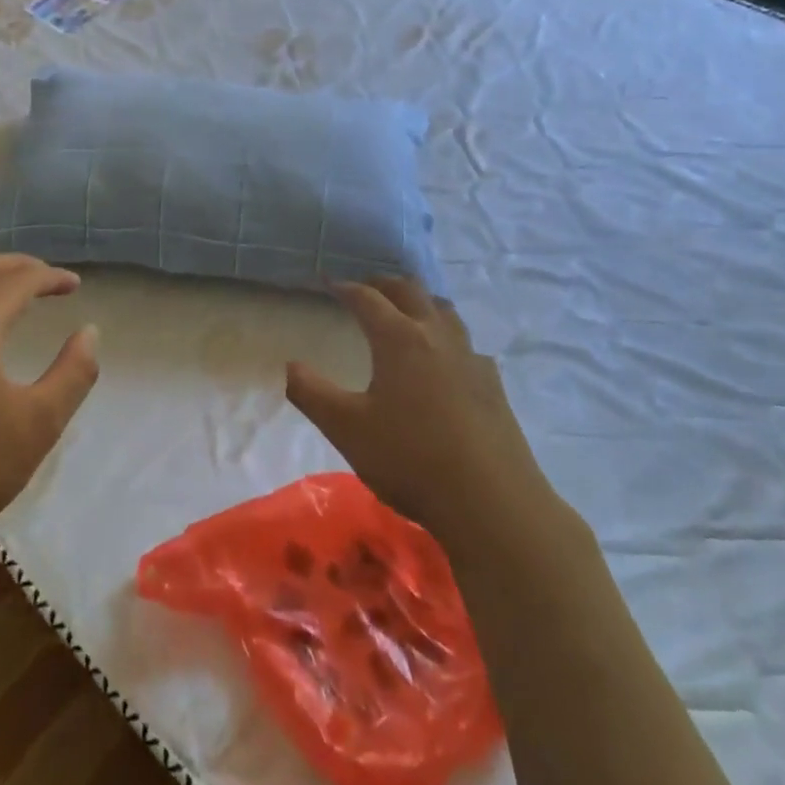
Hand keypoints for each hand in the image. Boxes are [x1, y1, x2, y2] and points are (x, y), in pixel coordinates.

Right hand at [286, 279, 554, 543]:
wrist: (491, 502)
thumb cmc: (409, 459)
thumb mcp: (345, 428)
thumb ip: (311, 393)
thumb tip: (291, 365)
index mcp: (399, 339)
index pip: (368, 299)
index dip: (345, 288)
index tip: (329, 282)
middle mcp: (437, 336)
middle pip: (411, 292)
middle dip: (384, 284)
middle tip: (366, 288)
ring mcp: (471, 358)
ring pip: (444, 311)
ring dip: (420, 303)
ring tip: (406, 312)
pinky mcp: (493, 384)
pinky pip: (466, 344)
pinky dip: (446, 337)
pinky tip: (445, 361)